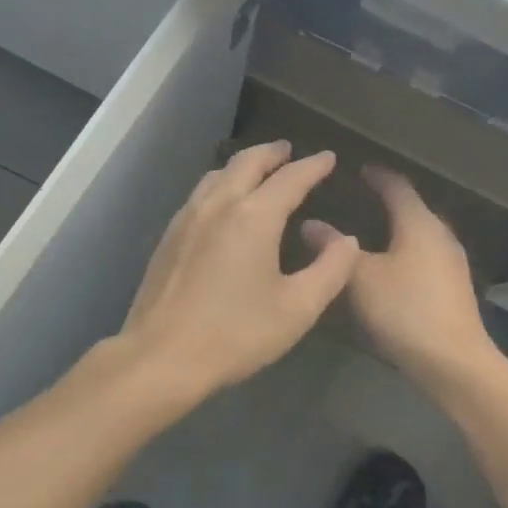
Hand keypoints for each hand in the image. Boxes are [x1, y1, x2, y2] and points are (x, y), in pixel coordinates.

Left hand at [120, 141, 358, 400]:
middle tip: (289, 151)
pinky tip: (224, 203)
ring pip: (218, 175)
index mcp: (254, 216)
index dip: (313, 166)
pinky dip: (221, 184)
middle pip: (247, 163)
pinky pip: (200, 194)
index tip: (328, 158)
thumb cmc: (236, 334)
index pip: (290, 178)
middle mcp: (218, 205)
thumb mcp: (298, 308)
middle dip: (272, 153)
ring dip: (243, 165)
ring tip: (258, 170)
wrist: (162, 356)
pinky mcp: (169, 237)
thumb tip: (346, 240)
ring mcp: (187, 218)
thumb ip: (331, 269)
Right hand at [306, 167, 494, 385]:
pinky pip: (424, 256)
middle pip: (412, 208)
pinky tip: (387, 267)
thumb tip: (309, 223)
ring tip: (367, 232)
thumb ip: (333, 248)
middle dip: (386, 201)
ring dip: (396, 228)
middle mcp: (441, 235)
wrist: (453, 361)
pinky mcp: (453, 287)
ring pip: (419, 234)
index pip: (397, 186)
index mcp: (419, 223)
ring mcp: (451, 262)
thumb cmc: (404, 309)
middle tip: (357, 199)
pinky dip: (404, 251)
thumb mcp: (360, 277)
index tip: (358, 168)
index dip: (377, 175)